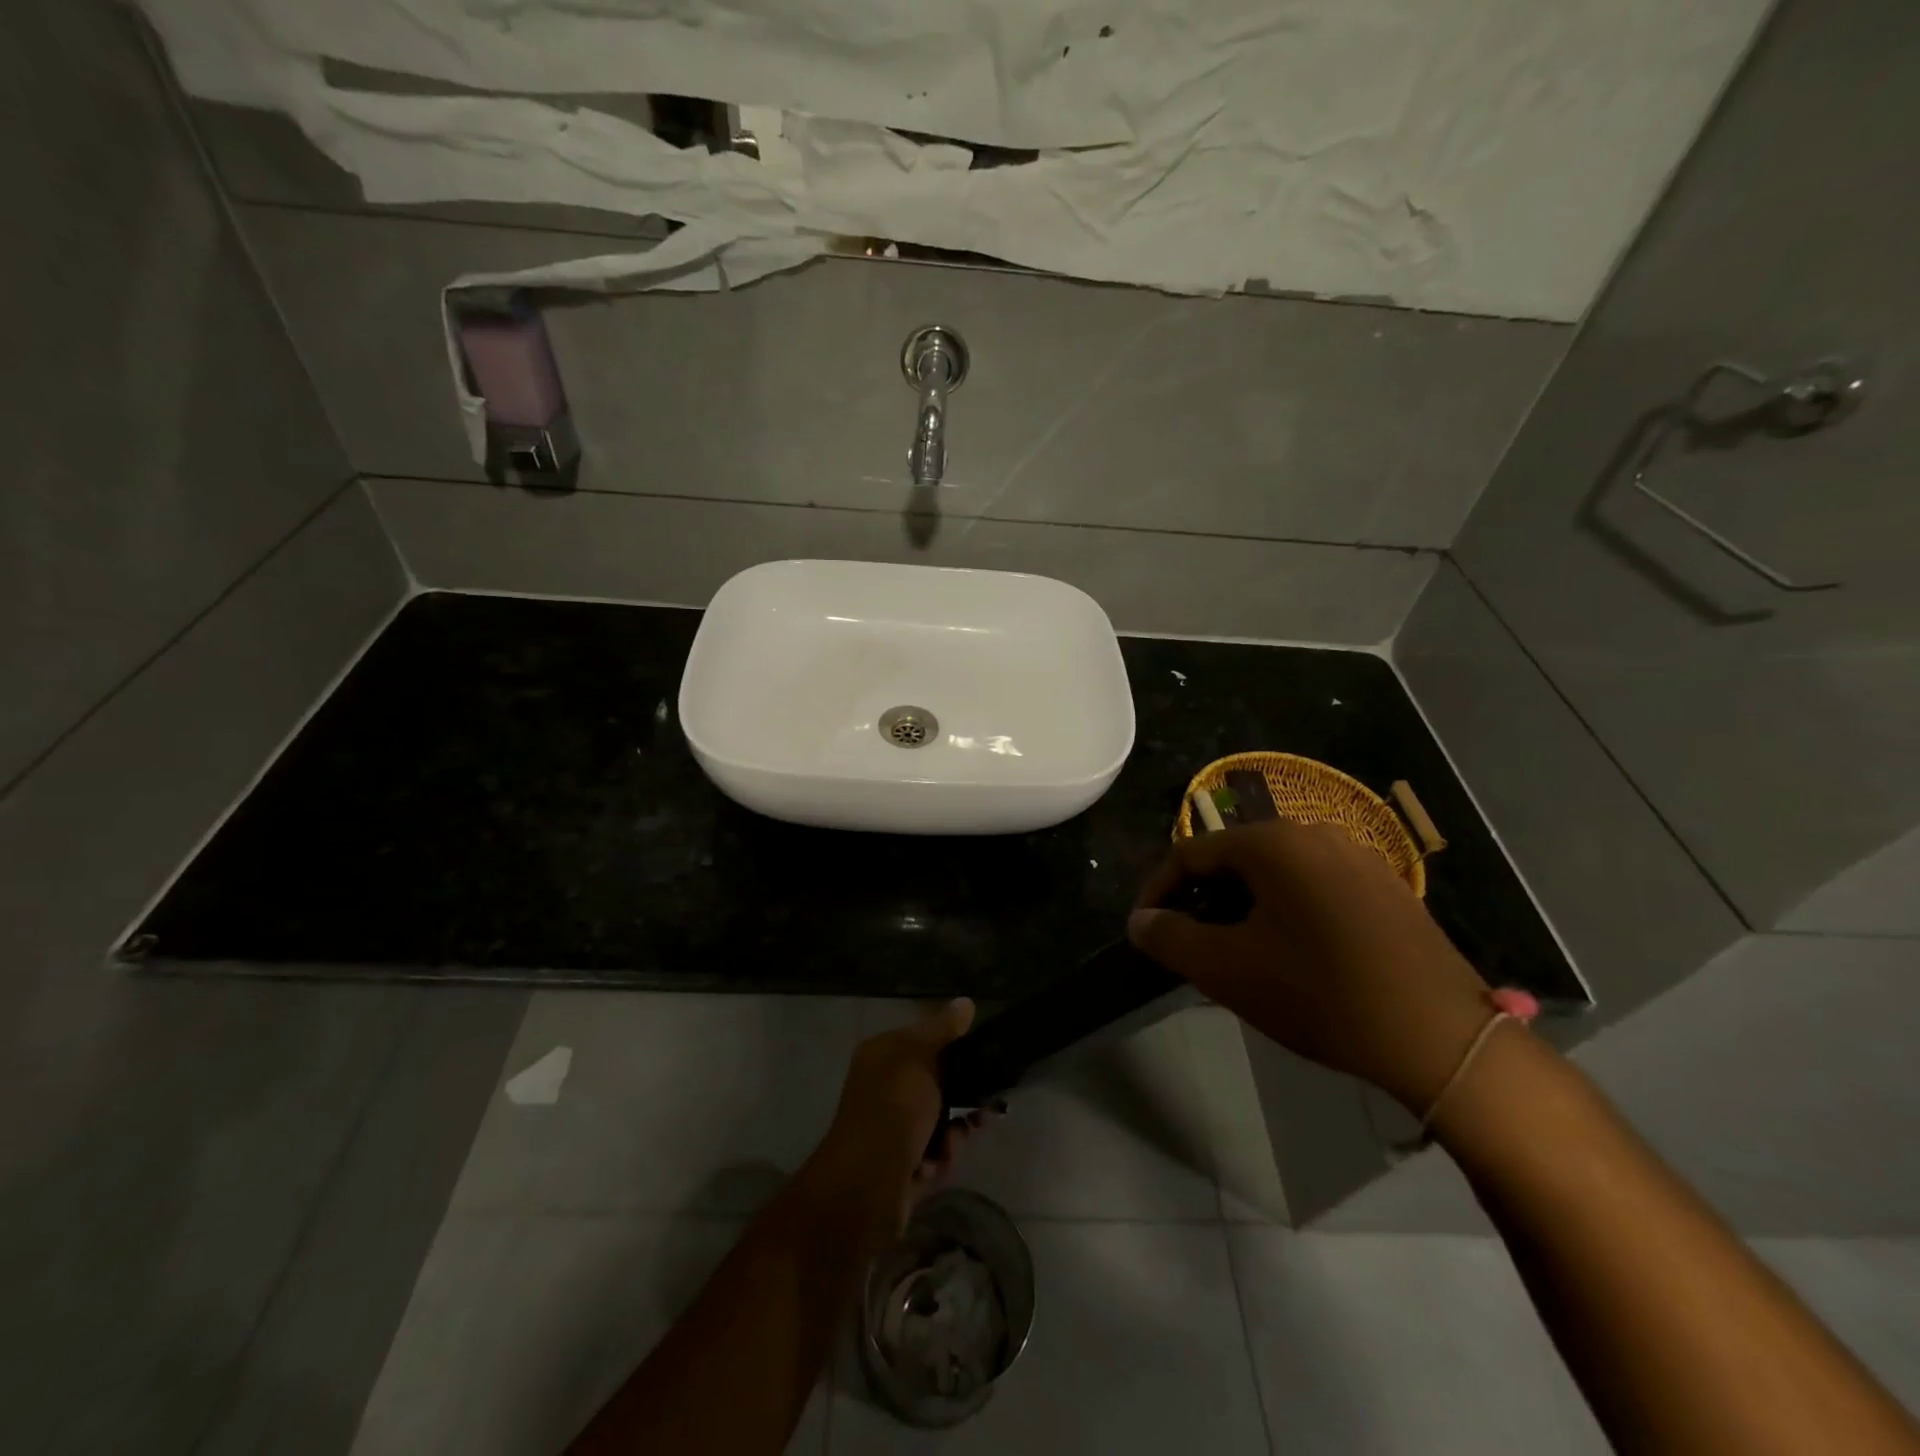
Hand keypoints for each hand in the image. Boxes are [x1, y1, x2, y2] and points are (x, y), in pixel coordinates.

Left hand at [808, 999, 983, 1233]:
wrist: (866, 1186)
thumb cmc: (893, 1109)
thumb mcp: (919, 1057)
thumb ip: (943, 1030)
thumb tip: (965, 1002)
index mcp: (883, 1056)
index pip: (924, 1041)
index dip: (954, 1046)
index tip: (985, 1055)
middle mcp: (885, 1089)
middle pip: (937, 1084)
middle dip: (962, 1097)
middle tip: (987, 1105)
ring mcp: (892, 1129)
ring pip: (941, 1123)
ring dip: (952, 1134)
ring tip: (948, 1144)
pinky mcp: (902, 1166)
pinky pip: (934, 1155)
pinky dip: (939, 1160)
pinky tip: (933, 1166)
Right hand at [1128, 821, 1491, 1114]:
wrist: (1441, 1038)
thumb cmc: (1319, 993)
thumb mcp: (1227, 969)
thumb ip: (1170, 938)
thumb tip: (1141, 921)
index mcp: (1274, 842)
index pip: (1192, 852)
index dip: (1158, 890)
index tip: (1146, 929)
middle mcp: (1316, 834)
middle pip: (1236, 859)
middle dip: (1203, 899)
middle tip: (1190, 943)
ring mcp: (1360, 859)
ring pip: (1277, 873)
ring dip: (1243, 905)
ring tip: (1236, 951)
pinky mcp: (1389, 889)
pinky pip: (1316, 887)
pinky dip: (1286, 910)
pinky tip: (1292, 953)